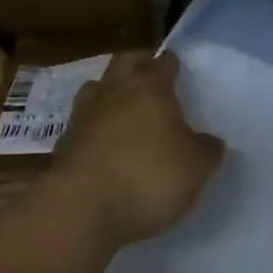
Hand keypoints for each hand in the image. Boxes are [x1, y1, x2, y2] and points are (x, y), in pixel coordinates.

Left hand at [50, 50, 224, 248]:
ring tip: (126, 109)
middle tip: (151, 77)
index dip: (172, 64)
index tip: (178, 68)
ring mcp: (84, 115)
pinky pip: (83, 124)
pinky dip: (95, 128)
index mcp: (150, 87)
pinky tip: (105, 145)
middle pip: (125, 62)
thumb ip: (207, 150)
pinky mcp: (64, 144)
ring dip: (110, 92)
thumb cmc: (148, 176)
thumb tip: (209, 142)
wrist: (81, 209)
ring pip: (97, 88)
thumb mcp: (196, 167)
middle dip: (138, 64)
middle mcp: (114, 91)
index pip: (163, 62)